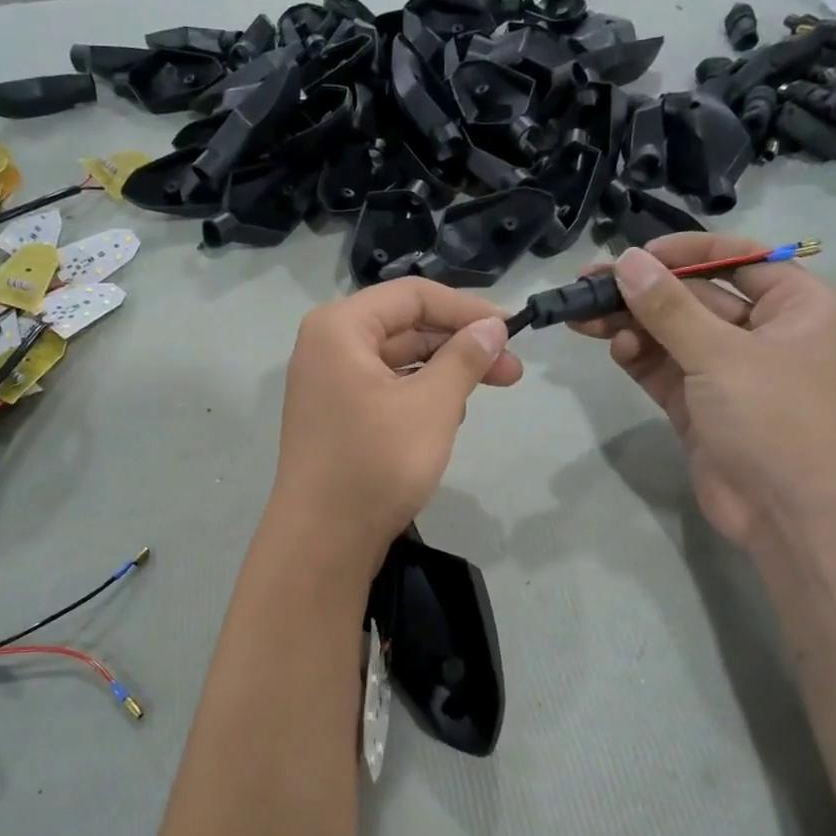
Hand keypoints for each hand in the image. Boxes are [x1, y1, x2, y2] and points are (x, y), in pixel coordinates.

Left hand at [271, 279, 521, 563]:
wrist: (323, 540)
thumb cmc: (376, 461)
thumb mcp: (432, 405)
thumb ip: (465, 357)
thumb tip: (493, 327)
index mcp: (339, 327)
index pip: (412, 295)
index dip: (466, 309)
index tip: (512, 330)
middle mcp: (327, 347)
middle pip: (405, 327)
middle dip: (460, 345)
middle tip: (512, 370)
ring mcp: (328, 385)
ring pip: (398, 362)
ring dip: (444, 373)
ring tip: (483, 394)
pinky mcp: (336, 418)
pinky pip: (385, 390)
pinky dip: (419, 397)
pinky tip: (449, 418)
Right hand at [572, 234, 835, 549]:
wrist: (793, 514)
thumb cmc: (776, 418)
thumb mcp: (721, 355)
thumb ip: (668, 308)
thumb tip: (626, 262)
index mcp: (796, 307)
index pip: (739, 259)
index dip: (686, 252)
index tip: (635, 254)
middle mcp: (764, 334)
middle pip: (696, 298)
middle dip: (644, 292)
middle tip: (587, 284)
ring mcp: (729, 373)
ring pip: (672, 335)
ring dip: (631, 324)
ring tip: (582, 316)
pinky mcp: (700, 407)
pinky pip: (665, 370)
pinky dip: (639, 357)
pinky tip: (614, 348)